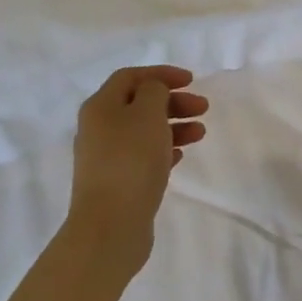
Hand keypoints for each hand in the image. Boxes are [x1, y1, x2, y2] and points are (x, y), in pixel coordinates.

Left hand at [67, 65, 208, 268]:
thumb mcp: (147, 113)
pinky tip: (181, 156)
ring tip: (200, 134)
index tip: (192, 81)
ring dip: (174, 126)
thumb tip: (152, 92)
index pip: (131, 77)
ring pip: (144, 131)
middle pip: (139, 104)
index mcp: (100, 106)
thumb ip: (154, 91)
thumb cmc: (130, 160)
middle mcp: (98, 128)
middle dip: (173, 101)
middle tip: (203, 108)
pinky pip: (143, 156)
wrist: (110, 226)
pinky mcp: (116, 183)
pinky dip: (164, 150)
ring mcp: (106, 158)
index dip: (161, 74)